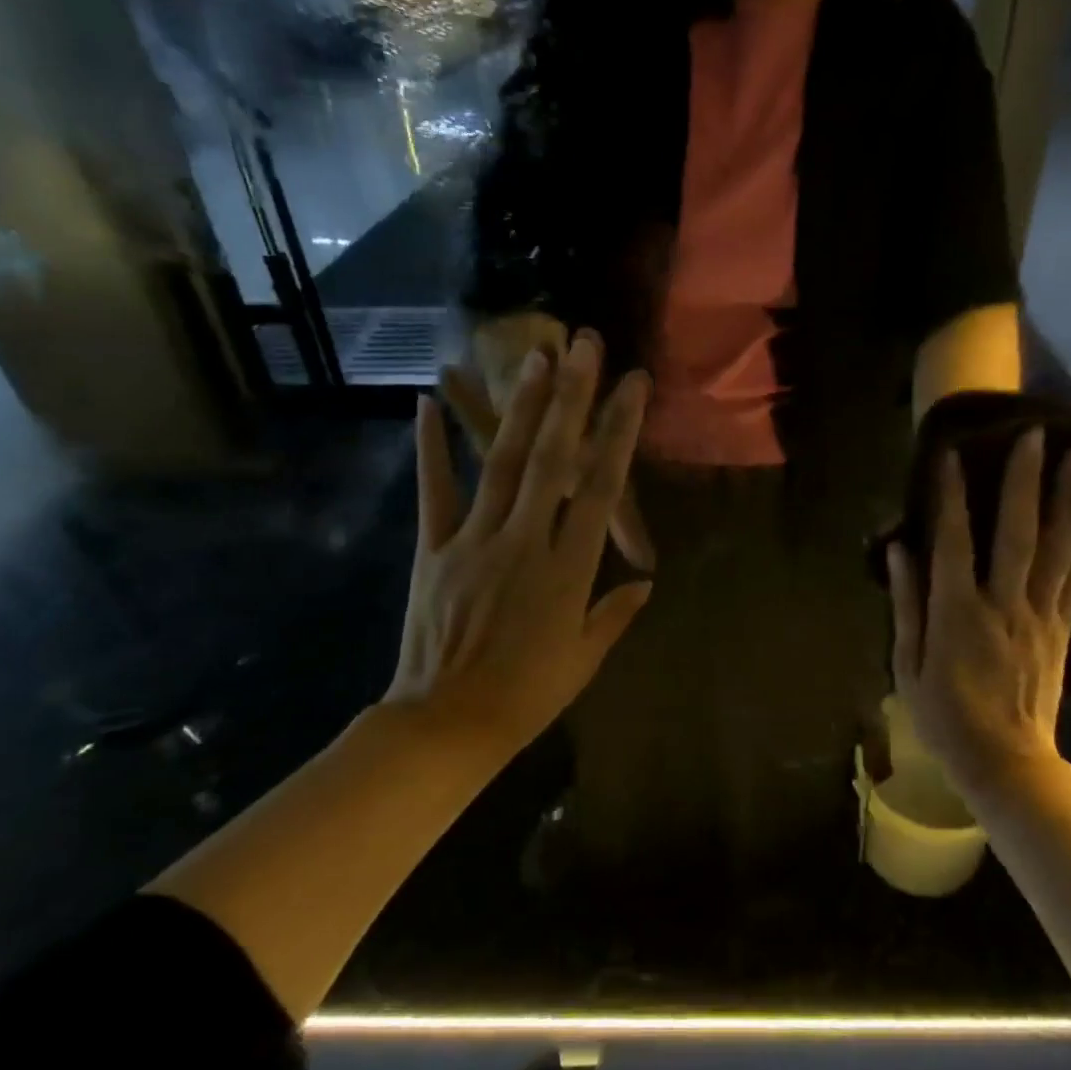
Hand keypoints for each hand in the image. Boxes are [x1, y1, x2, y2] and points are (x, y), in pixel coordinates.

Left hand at [383, 331, 653, 755]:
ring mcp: (475, 541)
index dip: (619, 432)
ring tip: (534, 358)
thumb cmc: (526, 696)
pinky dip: (430, 447)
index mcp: (568, 568)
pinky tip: (425, 403)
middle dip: (571, 397)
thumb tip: (645, 582)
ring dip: (520, 407)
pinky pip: (434, 492)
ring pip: (502, 463)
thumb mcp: (584, 659)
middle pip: (553, 458)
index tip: (632, 386)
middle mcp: (525, 541)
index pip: (601, 487)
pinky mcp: (434, 549)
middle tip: (582, 345)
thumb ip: (615, 613)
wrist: (446, 725)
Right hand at [887, 434, 1070, 799]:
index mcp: (958, 614)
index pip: (954, 542)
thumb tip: (900, 549)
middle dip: (1025, 481)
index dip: (952, 496)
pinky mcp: (1062, 628)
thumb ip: (906, 603)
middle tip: (1036, 435)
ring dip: (1068, 500)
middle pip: (1017, 533)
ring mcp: (1040, 615)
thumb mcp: (908, 665)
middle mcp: (1004, 605)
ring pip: (1056, 548)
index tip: (953, 454)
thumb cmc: (945, 717)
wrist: (1008, 765)